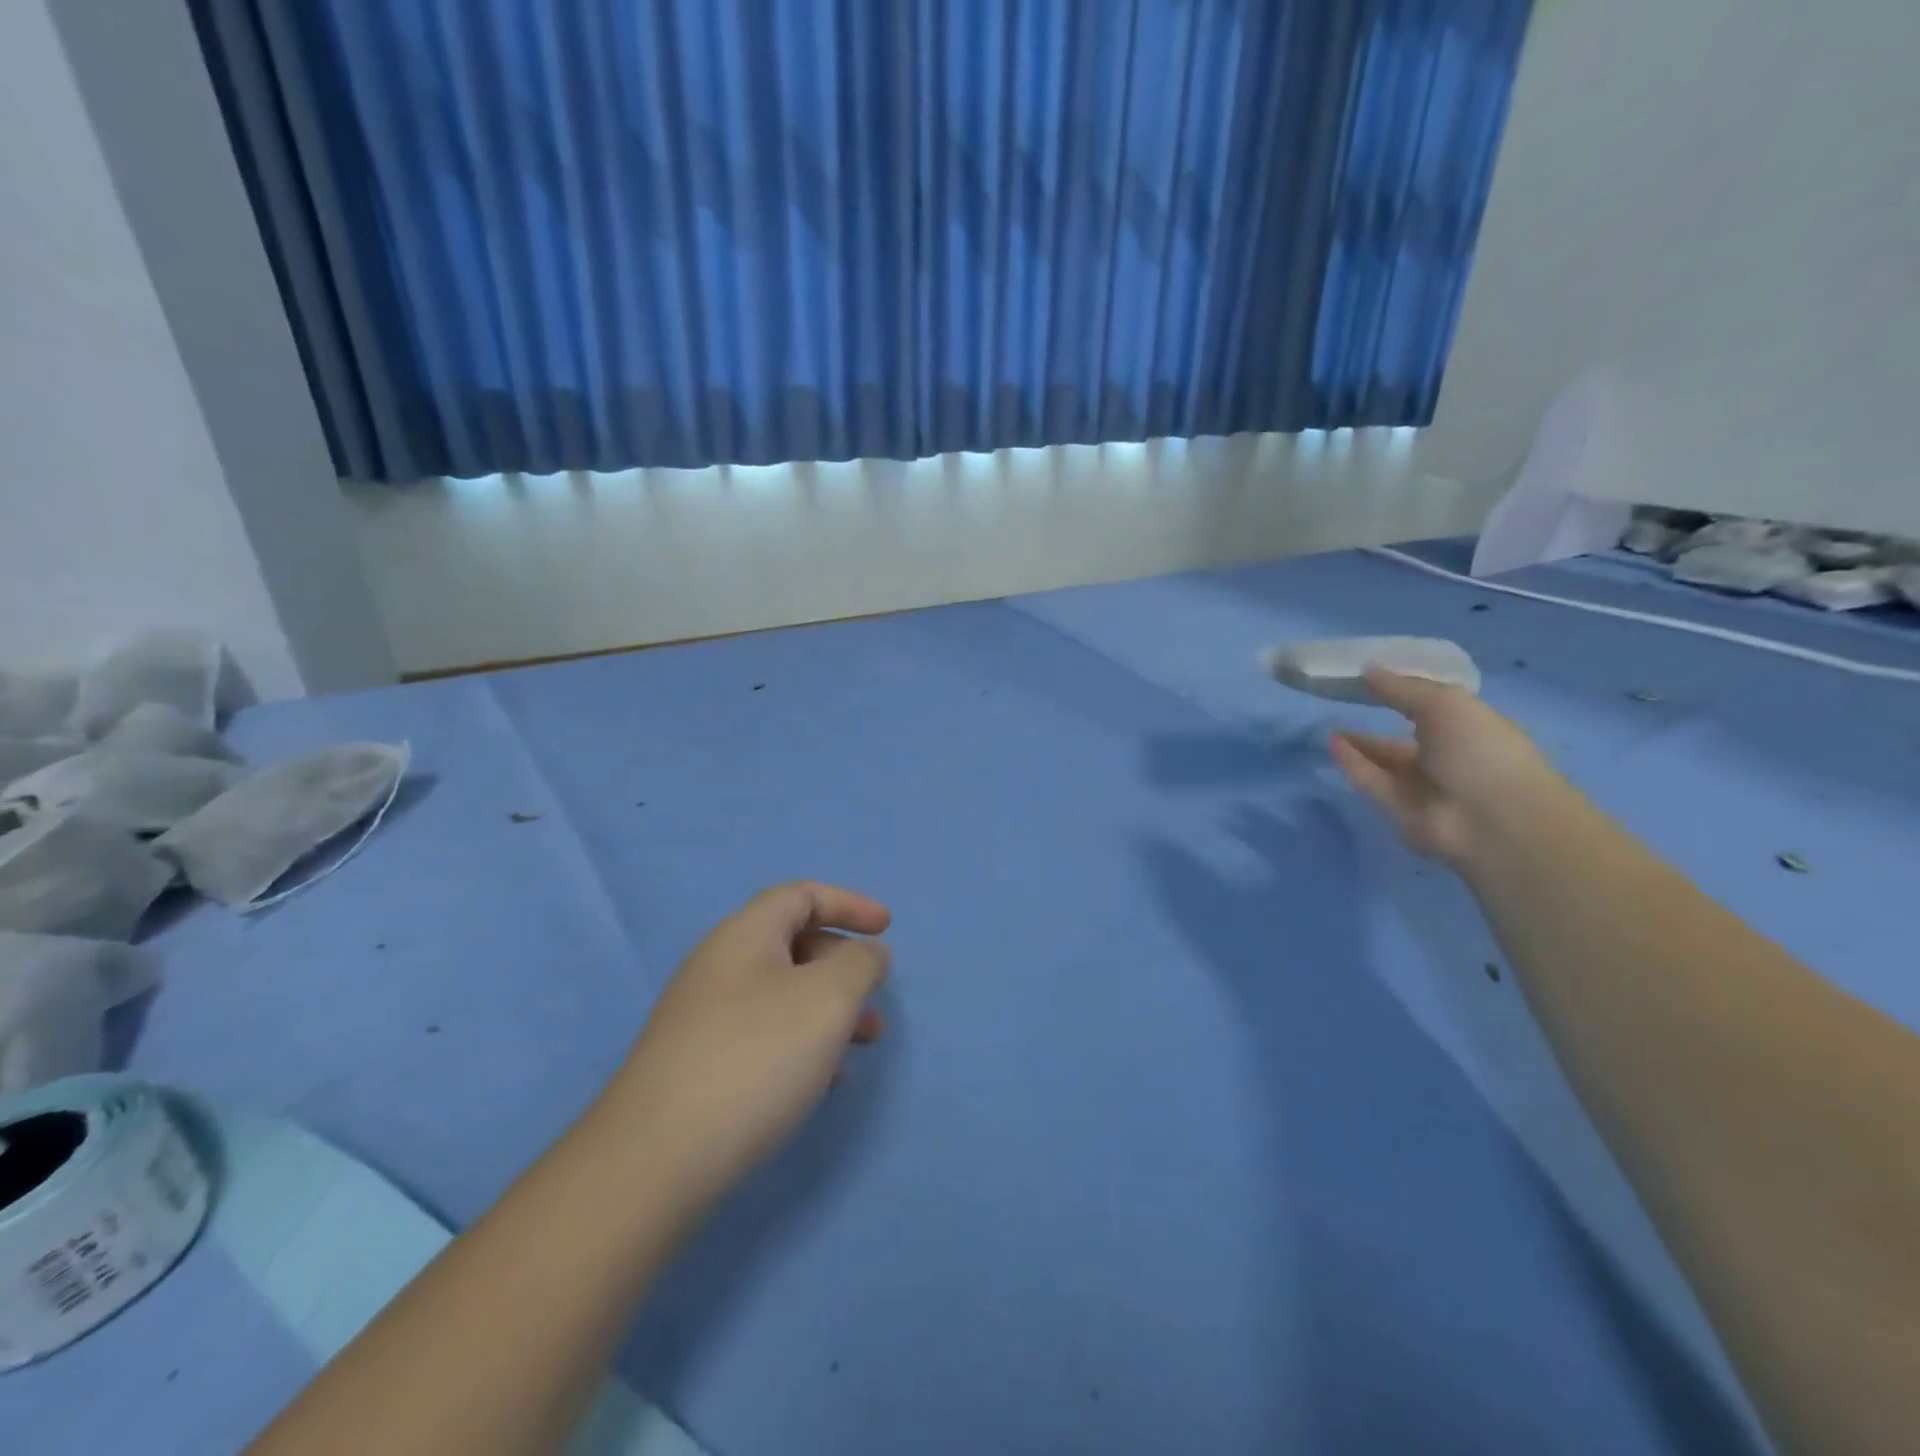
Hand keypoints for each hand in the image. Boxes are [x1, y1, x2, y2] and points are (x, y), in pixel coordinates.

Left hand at [598, 882, 891, 1215]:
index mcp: (744, 935)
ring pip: (781, 994)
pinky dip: (801, 1042)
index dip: (849, 904)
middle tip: (876, 1001)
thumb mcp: (827, 999)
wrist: (654, 1161)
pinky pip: (762, 1034)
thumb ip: (860, 964)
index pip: (802, 895)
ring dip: (828, 1009)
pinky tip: (819, 1082)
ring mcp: (702, 1017)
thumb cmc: (754, 1060)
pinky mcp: (696, 1064)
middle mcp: (719, 966)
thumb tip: (867, 953)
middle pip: (793, 943)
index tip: (887, 929)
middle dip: (844, 966)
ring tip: (861, 1047)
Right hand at [1329, 668, 1565, 865]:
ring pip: (1384, 762)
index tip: (1370, 679)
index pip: (1432, 709)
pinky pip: (1372, 782)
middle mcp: (1447, 757)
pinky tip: (1333, 744)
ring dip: (1359, 745)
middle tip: (1342, 708)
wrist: (1491, 819)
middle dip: (1376, 724)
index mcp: (1469, 729)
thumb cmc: (1479, 750)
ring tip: (1329, 727)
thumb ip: (1401, 689)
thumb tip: (1366, 670)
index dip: (1403, 694)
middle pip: (1404, 738)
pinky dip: (1353, 763)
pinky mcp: (1399, 810)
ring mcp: (1424, 787)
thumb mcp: (1443, 705)